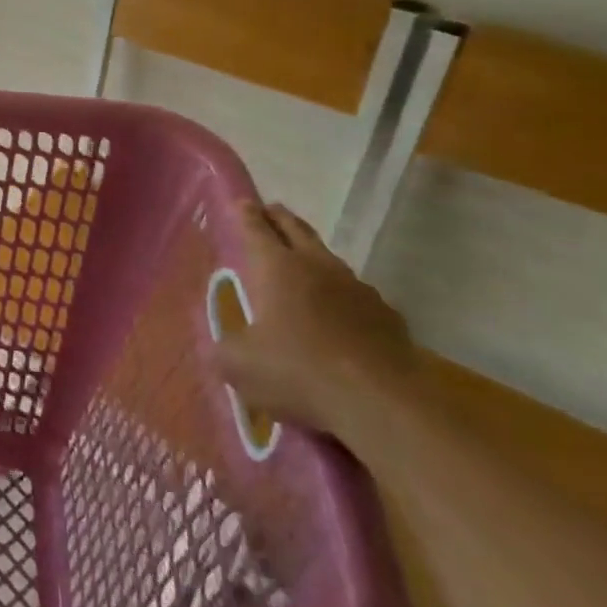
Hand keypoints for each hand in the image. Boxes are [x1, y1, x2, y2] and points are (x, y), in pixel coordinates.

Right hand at [216, 203, 418, 437]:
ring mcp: (358, 290)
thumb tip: (218, 349)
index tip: (243, 201)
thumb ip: (223, 351)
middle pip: (297, 231)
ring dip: (314, 255)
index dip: (246, 214)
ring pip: (330, 260)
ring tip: (305, 260)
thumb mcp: (239, 366)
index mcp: (276, 268)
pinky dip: (343, 296)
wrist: (382, 404)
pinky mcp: (388, 317)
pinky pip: (358, 295)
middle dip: (280, 218)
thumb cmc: (298, 372)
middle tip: (271, 210)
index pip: (256, 229)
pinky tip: (341, 313)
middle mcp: (317, 267)